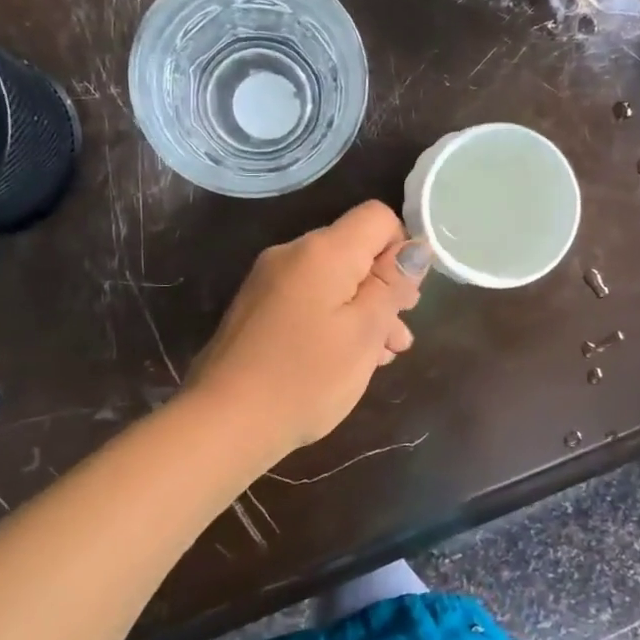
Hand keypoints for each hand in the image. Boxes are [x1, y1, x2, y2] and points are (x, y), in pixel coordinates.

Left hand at [184, 202, 430, 462]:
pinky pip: (309, 299)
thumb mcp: (364, 332)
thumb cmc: (306, 377)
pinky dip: (335, 319)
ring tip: (384, 355)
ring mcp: (269, 281)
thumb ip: (391, 285)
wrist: (224, 422)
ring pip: (333, 279)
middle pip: (355, 250)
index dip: (402, 250)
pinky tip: (348, 358)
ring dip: (364, 309)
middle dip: (385, 287)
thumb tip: (415, 248)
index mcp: (322, 251)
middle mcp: (292, 253)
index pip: (377, 217)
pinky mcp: (257, 309)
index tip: (407, 297)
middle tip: (400, 333)